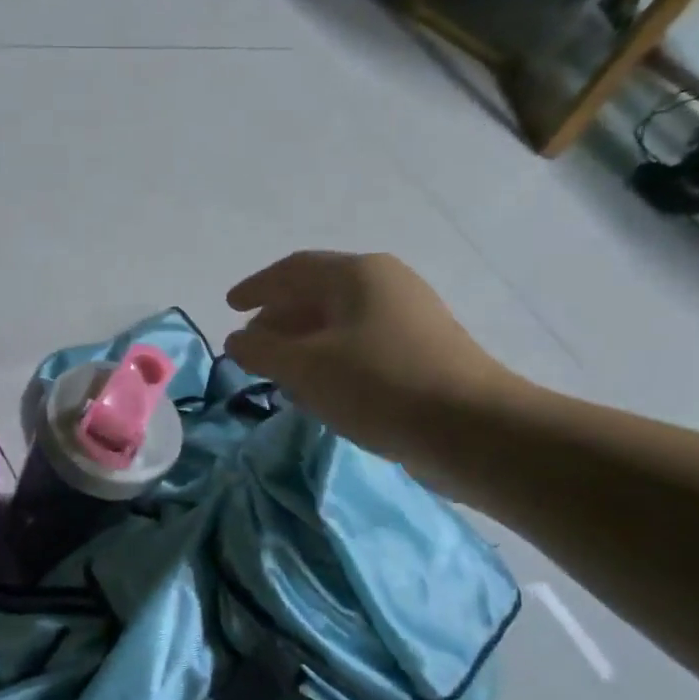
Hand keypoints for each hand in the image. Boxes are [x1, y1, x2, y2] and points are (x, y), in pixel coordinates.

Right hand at [225, 251, 523, 463]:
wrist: (469, 429)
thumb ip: (262, 351)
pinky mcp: (423, 352)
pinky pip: (362, 345)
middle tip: (252, 347)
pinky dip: (331, 360)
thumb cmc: (378, 385)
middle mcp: (387, 284)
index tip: (229, 308)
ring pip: (340, 323)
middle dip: (279, 320)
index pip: (292, 270)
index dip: (256, 288)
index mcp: (358, 274)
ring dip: (304, 343)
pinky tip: (321, 389)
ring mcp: (410, 317)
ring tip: (280, 373)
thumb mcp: (306, 368)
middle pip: (318, 294)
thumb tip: (237, 341)